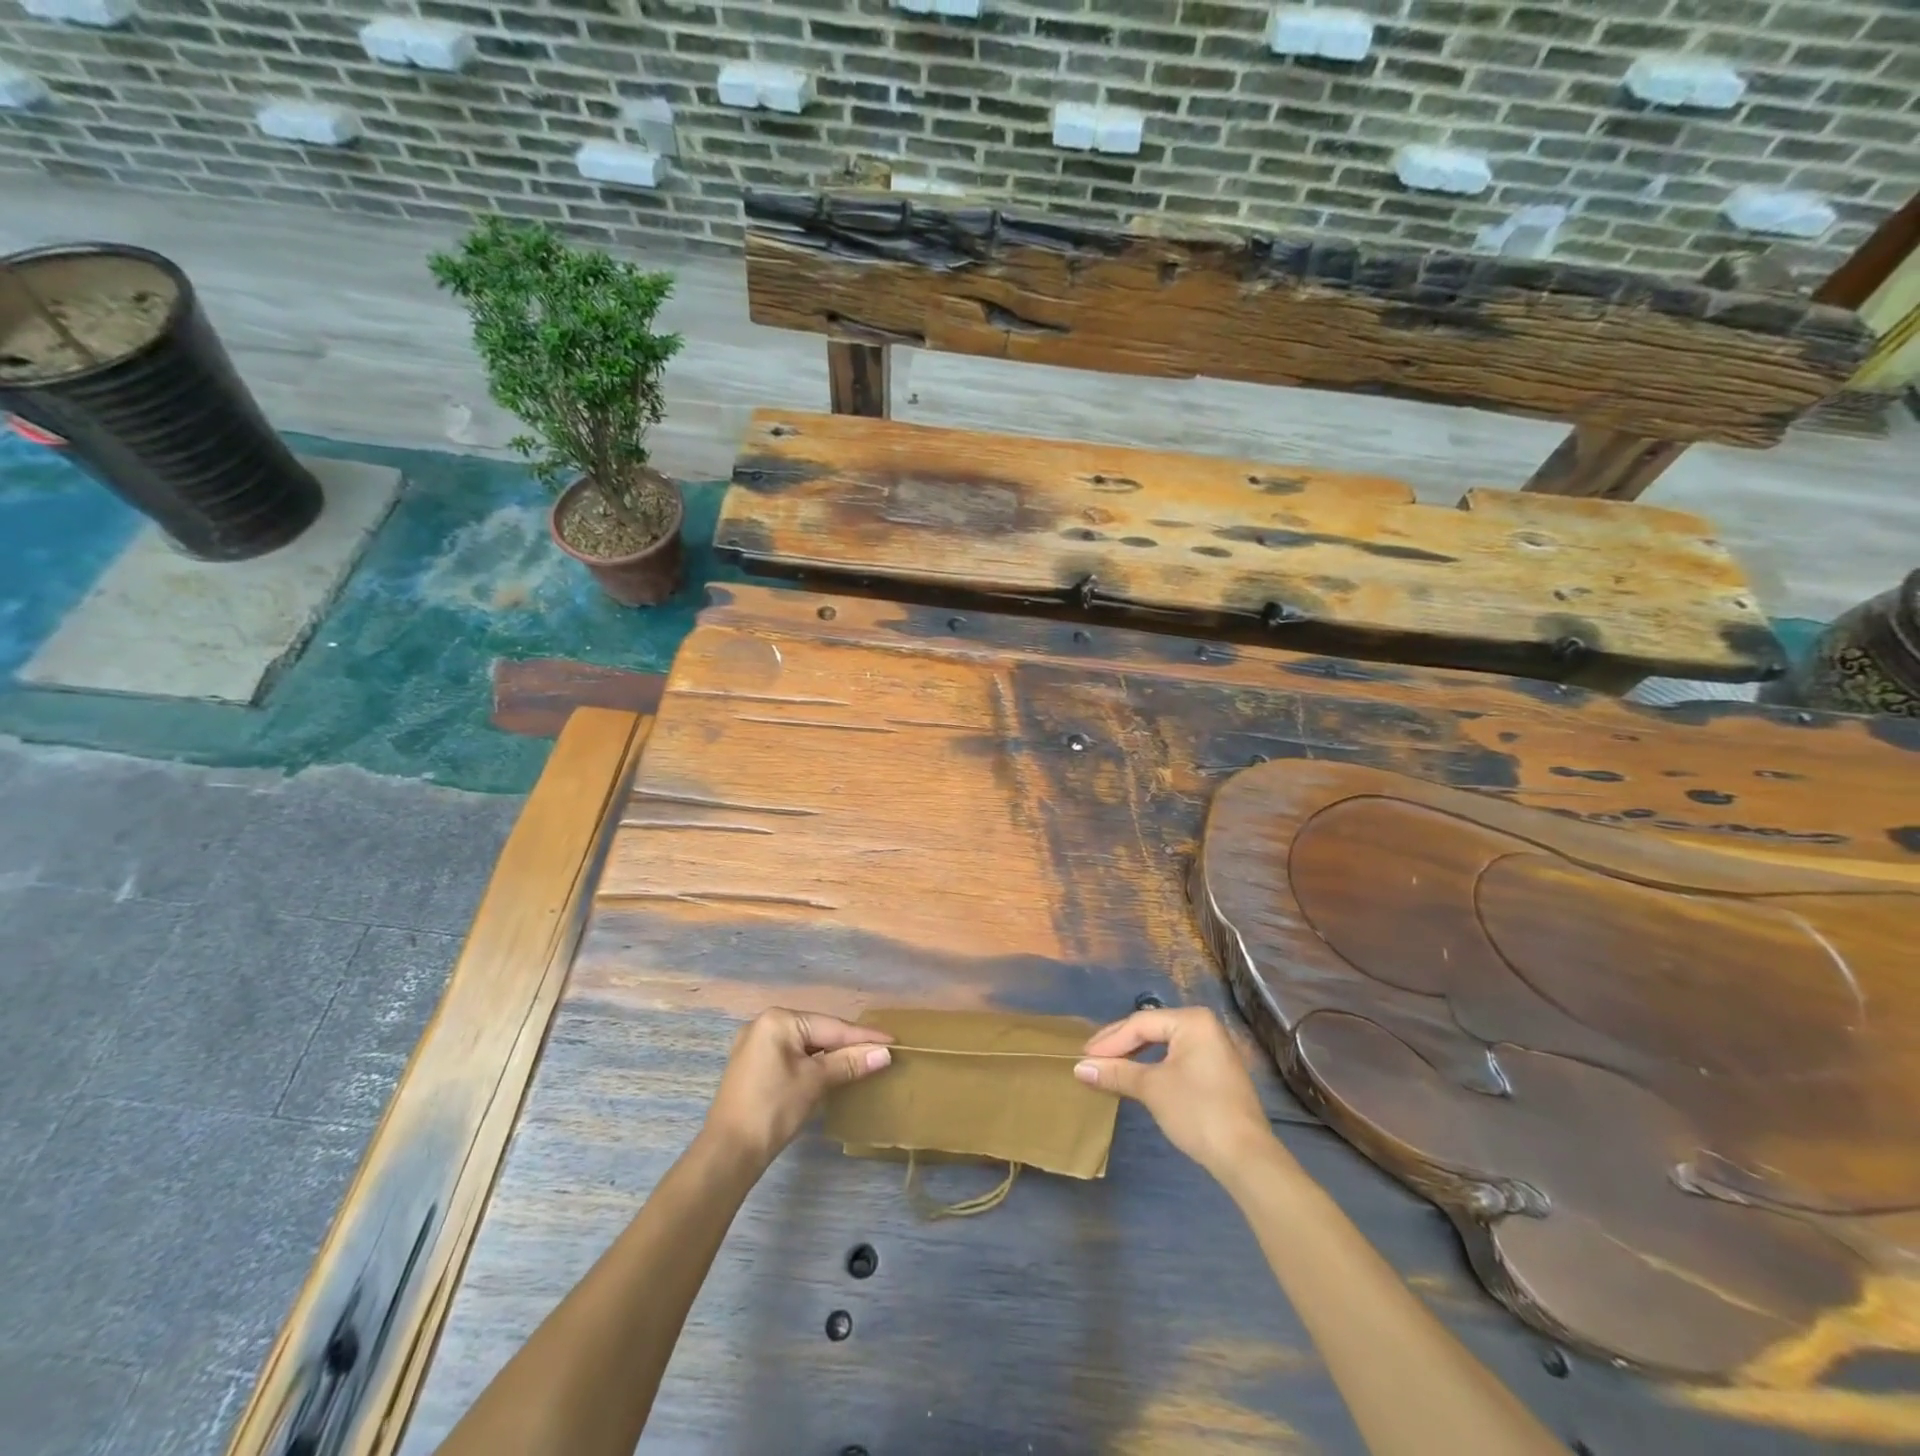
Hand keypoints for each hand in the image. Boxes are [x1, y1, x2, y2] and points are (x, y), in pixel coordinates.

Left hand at [702, 1008, 893, 1169]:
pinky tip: (830, 1071)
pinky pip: (791, 1056)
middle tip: (880, 1051)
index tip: (892, 1040)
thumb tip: (884, 1053)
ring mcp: (755, 1045)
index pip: (831, 1026)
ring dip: (831, 1055)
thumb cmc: (773, 1109)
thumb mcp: (815, 1082)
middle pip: (818, 1032)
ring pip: (805, 1045)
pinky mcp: (752, 1066)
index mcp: (779, 1020)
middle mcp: (764, 1024)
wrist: (727, 1153)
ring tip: (861, 1060)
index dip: (863, 1037)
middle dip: (848, 1044)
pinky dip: (812, 1063)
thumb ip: (849, 1063)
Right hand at [1075, 1007, 1273, 1176]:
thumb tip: (1079, 1068)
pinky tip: (1136, 1077)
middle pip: (1151, 1030)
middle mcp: (1204, 1026)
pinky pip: (1175, 1058)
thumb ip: (1116, 1073)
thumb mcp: (1151, 1088)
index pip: (1140, 1023)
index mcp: (1191, 1020)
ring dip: (1134, 1056)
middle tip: (1091, 1060)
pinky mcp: (1215, 1071)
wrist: (1246, 1157)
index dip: (1109, 1041)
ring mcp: (1213, 1049)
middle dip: (1119, 1046)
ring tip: (1108, 1067)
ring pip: (1162, 1045)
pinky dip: (1153, 1066)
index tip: (1083, 1057)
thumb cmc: (1197, 1111)